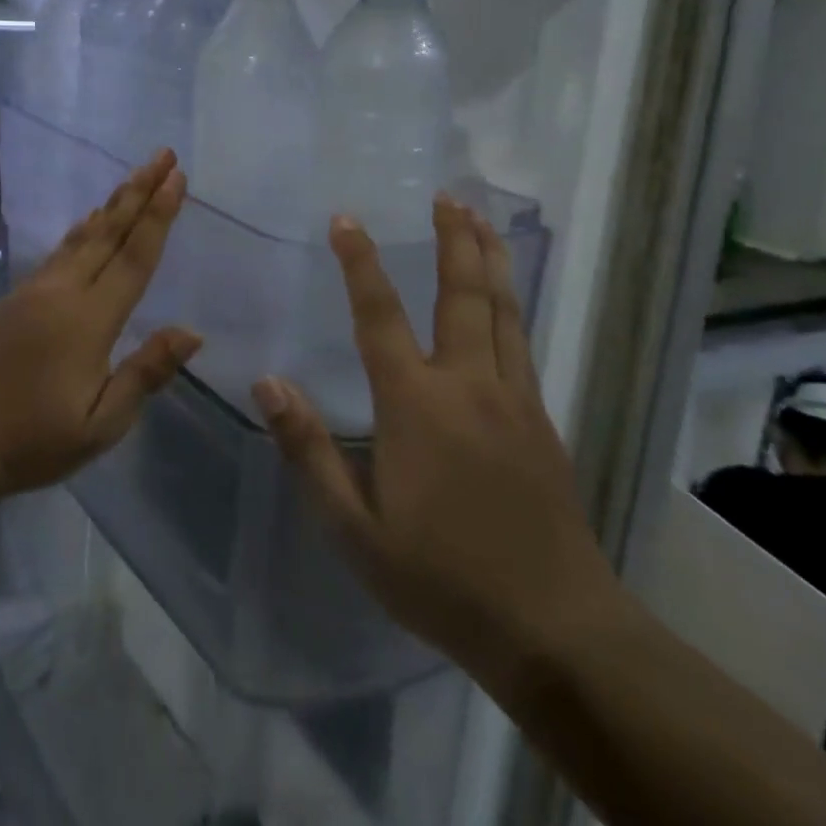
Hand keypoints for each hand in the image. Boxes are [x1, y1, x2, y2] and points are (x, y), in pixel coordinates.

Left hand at [0, 150, 200, 500]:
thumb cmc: (33, 439)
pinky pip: (60, 250)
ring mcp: (35, 289)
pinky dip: (83, 228)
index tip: (177, 179)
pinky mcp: (17, 296)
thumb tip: (192, 332)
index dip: (159, 215)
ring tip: (135, 177)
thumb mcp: (101, 423)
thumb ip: (146, 372)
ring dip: (113, 203)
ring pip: (83, 235)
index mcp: (89, 318)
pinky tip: (90, 220)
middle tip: (163, 156)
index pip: (134, 256)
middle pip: (109, 231)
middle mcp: (63, 290)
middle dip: (140, 191)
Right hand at [253, 199, 618, 686]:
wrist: (556, 629)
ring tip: (481, 219)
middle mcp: (468, 385)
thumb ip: (309, 450)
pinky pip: (521, 341)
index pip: (380, 315)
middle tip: (447, 196)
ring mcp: (514, 398)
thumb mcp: (355, 529)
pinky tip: (505, 294)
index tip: (347, 219)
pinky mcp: (542, 419)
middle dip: (452, 239)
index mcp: (417, 406)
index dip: (361, 263)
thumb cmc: (442, 578)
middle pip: (461, 294)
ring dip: (488, 258)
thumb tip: (269, 383)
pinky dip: (509, 302)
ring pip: (501, 310)